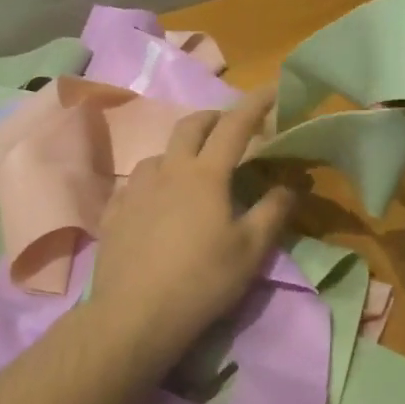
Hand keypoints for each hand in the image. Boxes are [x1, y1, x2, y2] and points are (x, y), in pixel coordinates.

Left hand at [90, 89, 296, 376]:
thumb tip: (290, 185)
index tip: (271, 89)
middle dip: (213, 117)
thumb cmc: (202, 281)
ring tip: (191, 169)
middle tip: (229, 125)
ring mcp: (135, 190)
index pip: (235, 126)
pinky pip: (135, 183)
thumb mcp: (250, 251)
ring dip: (180, 151)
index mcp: (205, 175)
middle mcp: (168, 171)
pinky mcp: (114, 213)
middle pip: (190, 126)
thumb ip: (273, 212)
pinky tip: (154, 200)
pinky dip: (153, 181)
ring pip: (159, 154)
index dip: (255, 104)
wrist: (135, 315)